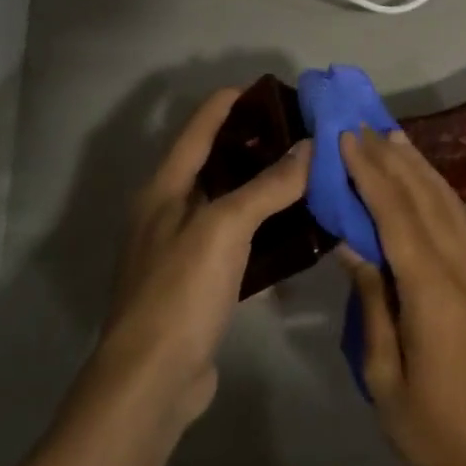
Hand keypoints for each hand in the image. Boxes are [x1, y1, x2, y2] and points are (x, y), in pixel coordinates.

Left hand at [91, 89, 309, 425]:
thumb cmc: (181, 290)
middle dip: (252, 144)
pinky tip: (295, 230)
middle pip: (213, 164)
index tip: (267, 88)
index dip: (228, 104)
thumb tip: (311, 147)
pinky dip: (263, 229)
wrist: (154, 376)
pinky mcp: (199, 283)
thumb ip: (268, 186)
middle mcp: (168, 213)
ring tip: (306, 173)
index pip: (197, 130)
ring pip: (227, 204)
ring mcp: (182, 250)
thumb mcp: (225, 228)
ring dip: (262, 187)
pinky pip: (236, 241)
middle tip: (301, 132)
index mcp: (164, 190)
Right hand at [337, 129, 465, 465]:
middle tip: (364, 126)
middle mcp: (464, 272)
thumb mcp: (383, 373)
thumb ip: (372, 303)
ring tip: (394, 139)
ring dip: (421, 169)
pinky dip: (439, 195)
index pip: (398, 218)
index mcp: (434, 294)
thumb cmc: (429, 426)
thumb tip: (353, 248)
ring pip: (450, 207)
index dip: (372, 175)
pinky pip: (461, 225)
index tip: (347, 139)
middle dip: (393, 161)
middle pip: (427, 201)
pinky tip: (423, 183)